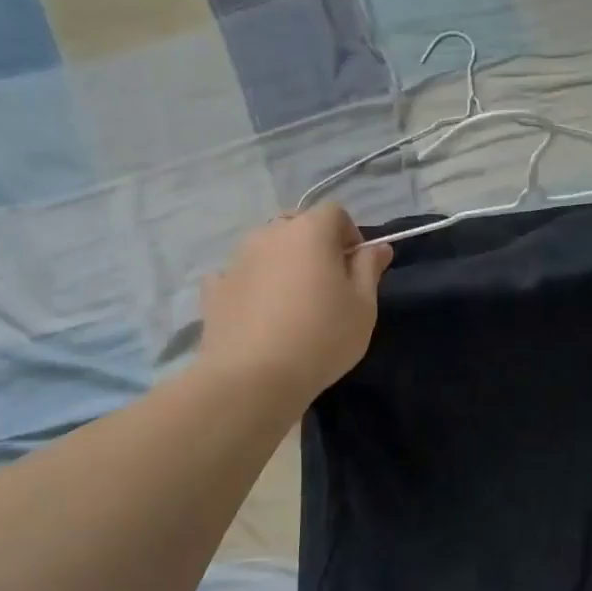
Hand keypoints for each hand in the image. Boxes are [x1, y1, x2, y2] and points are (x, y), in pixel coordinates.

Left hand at [199, 204, 393, 406]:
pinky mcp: (214, 288)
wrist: (252, 378)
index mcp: (310, 231)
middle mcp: (269, 234)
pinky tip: (258, 314)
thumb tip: (377, 247)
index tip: (355, 268)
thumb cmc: (321, 337)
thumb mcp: (363, 306)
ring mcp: (236, 259)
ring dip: (281, 263)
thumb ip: (369, 268)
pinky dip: (250, 285)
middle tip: (326, 285)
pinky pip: (238, 275)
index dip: (349, 235)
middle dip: (314, 245)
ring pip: (266, 248)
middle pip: (297, 225)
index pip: (334, 212)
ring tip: (291, 303)